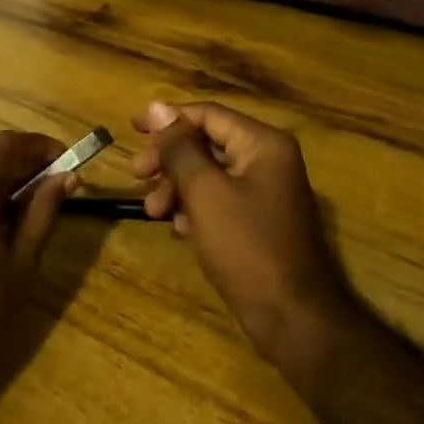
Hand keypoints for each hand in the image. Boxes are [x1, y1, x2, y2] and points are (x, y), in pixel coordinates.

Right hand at [132, 101, 355, 372]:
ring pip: (210, 174)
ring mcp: (267, 192)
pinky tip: (180, 230)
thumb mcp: (204, 192)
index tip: (132, 129)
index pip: (208, 115)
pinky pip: (221, 200)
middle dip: (170, 160)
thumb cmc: (246, 246)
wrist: (292, 316)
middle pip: (207, 144)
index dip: (167, 119)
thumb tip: (157, 107)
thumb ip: (179, 148)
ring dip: (178, 188)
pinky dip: (196, 209)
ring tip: (154, 212)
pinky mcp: (260, 221)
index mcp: (263, 144)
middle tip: (138, 176)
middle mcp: (269, 160)